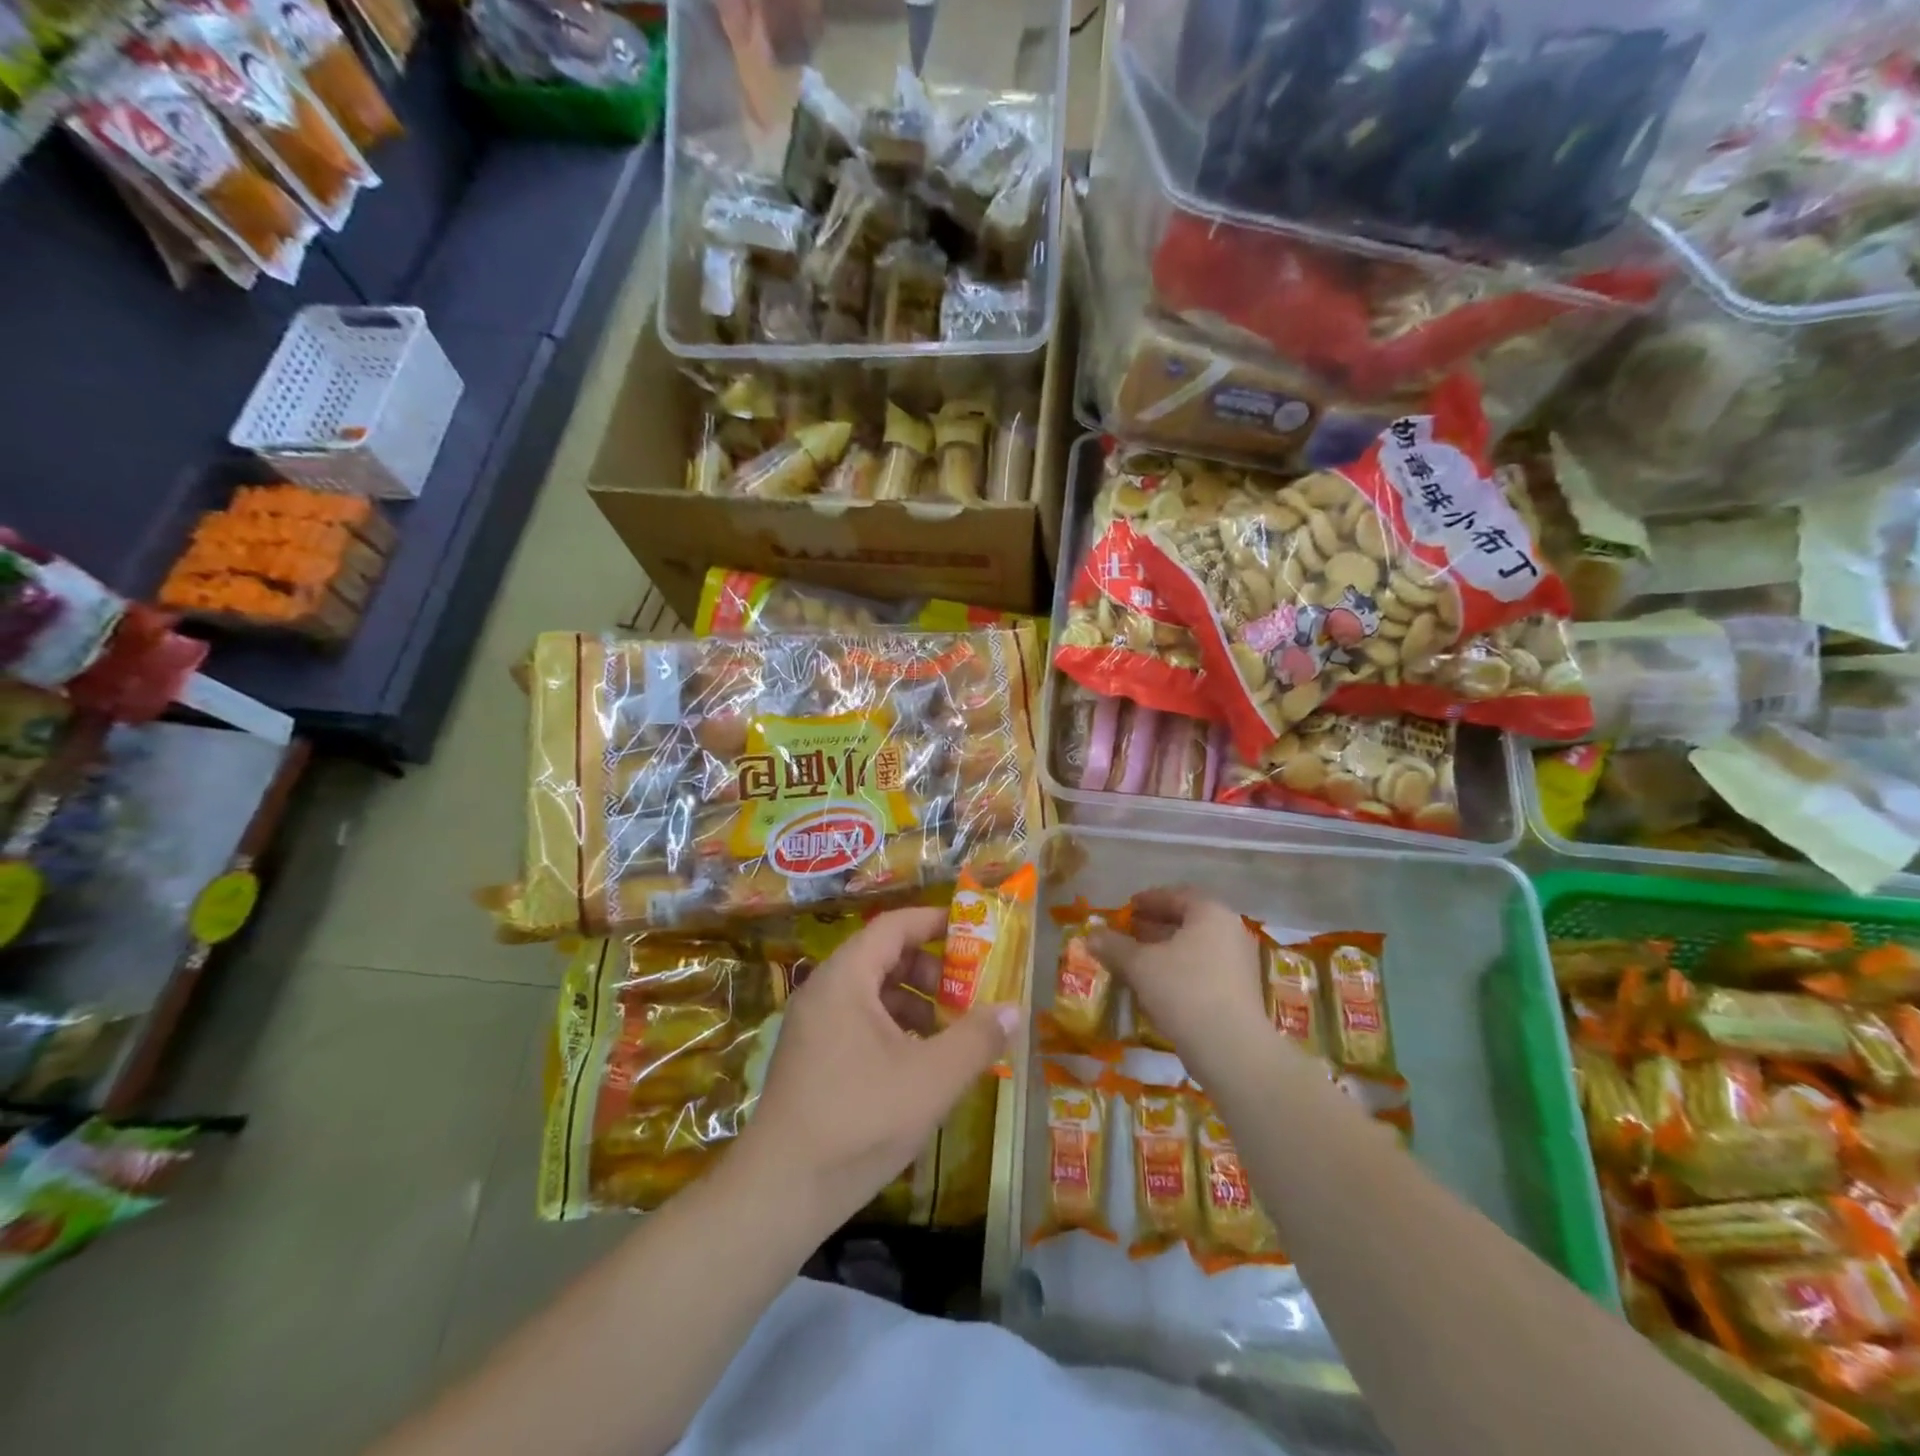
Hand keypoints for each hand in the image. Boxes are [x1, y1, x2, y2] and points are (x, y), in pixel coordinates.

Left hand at [735, 906, 1017, 1227]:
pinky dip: (893, 1028)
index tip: (973, 932)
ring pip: (871, 993)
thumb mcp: (932, 1078)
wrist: (781, 1191)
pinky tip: (918, 1064)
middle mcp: (823, 990)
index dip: (934, 922)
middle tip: (968, 992)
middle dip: (930, 970)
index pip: (893, 926)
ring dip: (914, 1003)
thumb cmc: (860, 1119)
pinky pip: (858, 1021)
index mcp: (845, 978)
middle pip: (883, 957)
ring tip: (950, 1033)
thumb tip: (1013, 1010)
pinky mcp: (810, 1057)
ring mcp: (812, 1025)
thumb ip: (977, 1039)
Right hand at [1089, 887, 1266, 1066]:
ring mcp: (1239, 964)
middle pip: (1188, 921)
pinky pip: (1203, 970)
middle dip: (1155, 926)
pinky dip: (1179, 971)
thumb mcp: (1139, 965)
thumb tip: (1091, 935)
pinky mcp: (1239, 993)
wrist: (1231, 1048)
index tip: (1128, 907)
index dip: (1149, 900)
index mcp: (1210, 914)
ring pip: (1195, 948)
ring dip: (1165, 950)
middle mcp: (1230, 932)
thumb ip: (1113, 946)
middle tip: (1129, 932)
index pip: (1177, 896)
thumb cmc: (1183, 990)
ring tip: (1137, 959)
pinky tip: (1157, 985)